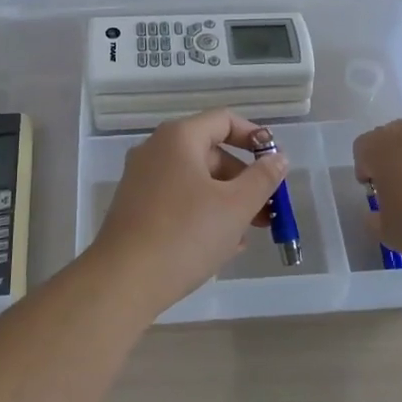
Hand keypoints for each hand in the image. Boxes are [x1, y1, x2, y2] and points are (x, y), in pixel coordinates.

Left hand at [89, 110, 288, 313]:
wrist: (123, 281)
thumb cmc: (185, 234)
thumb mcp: (235, 207)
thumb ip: (262, 179)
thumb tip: (278, 158)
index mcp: (178, 138)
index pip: (224, 120)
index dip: (254, 137)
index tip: (275, 163)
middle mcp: (156, 150)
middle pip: (211, 152)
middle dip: (243, 180)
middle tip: (267, 211)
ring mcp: (142, 179)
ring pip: (195, 181)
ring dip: (226, 202)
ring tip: (247, 235)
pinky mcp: (135, 208)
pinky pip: (178, 200)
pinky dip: (202, 214)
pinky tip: (221, 247)